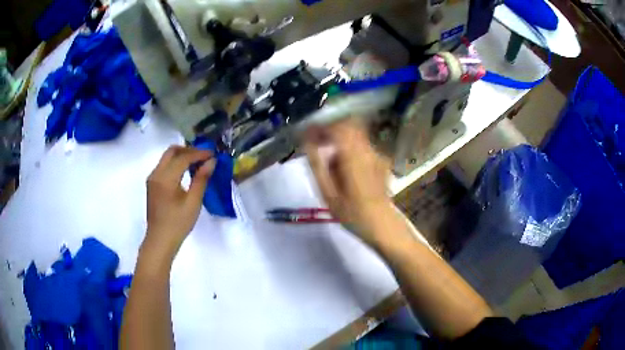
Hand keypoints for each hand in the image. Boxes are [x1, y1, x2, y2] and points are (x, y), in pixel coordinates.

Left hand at [143, 146, 215, 258]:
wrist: (160, 240)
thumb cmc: (178, 224)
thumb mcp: (193, 202)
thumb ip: (201, 179)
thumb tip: (211, 162)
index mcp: (165, 178)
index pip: (183, 157)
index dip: (199, 153)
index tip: (213, 154)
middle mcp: (156, 173)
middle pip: (172, 151)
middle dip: (189, 150)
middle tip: (204, 156)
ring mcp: (152, 178)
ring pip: (167, 157)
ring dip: (182, 156)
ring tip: (198, 163)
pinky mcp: (152, 184)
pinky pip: (164, 166)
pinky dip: (176, 164)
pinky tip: (186, 172)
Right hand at [304, 119, 394, 244]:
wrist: (382, 225)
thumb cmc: (352, 214)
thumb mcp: (328, 194)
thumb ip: (317, 165)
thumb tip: (307, 143)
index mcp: (353, 155)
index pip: (337, 126)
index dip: (321, 126)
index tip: (308, 133)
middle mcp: (367, 149)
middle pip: (348, 125)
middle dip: (331, 130)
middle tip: (318, 143)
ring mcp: (377, 154)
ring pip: (356, 134)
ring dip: (340, 140)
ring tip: (331, 161)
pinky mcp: (381, 160)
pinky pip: (362, 146)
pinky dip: (350, 149)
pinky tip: (346, 169)